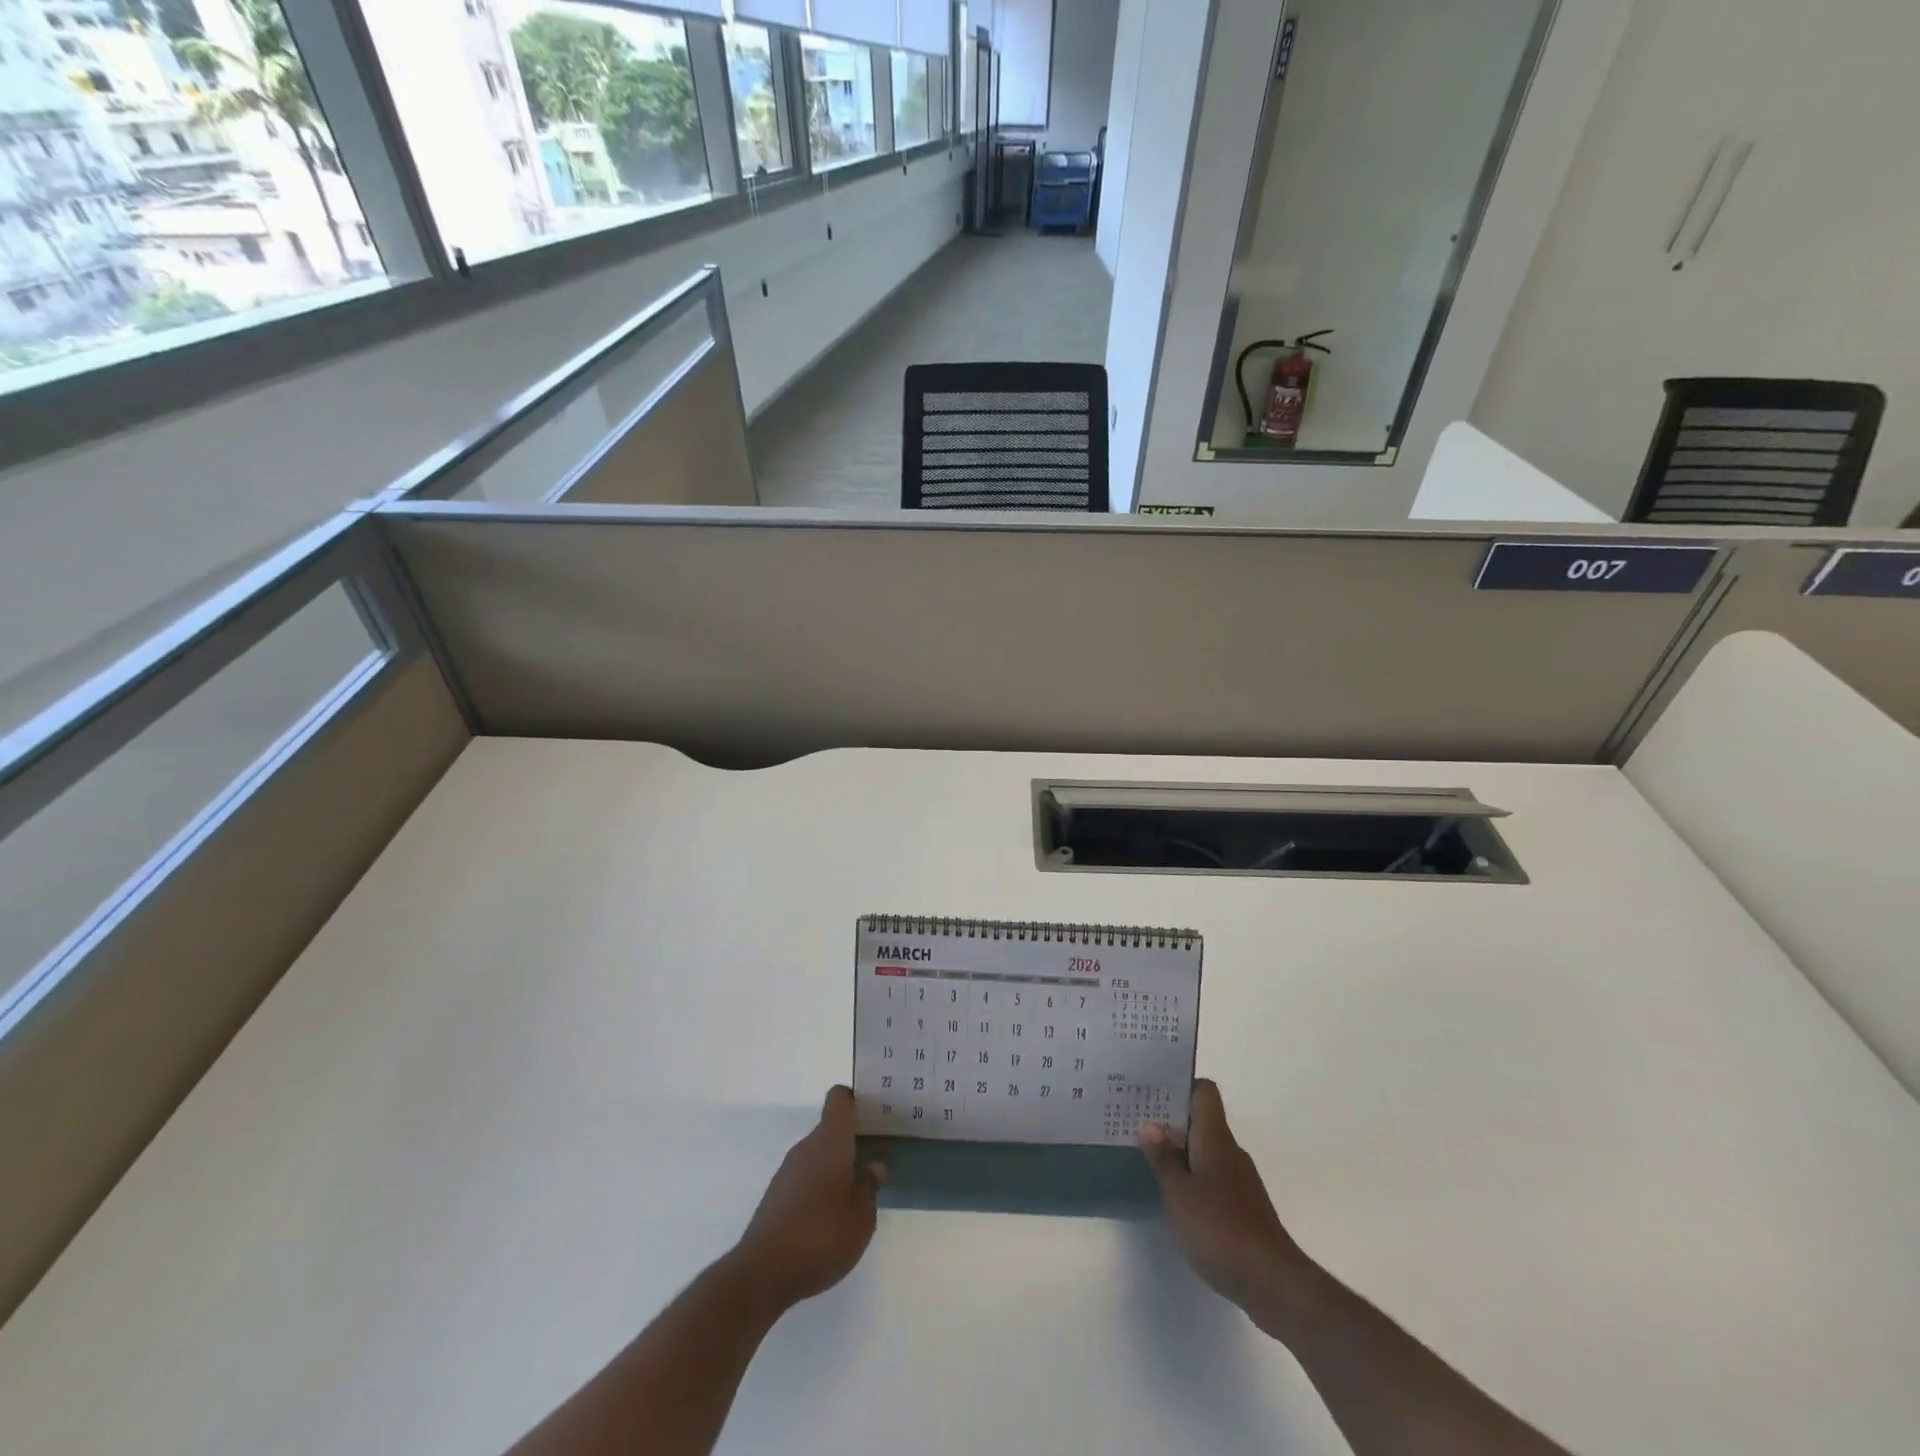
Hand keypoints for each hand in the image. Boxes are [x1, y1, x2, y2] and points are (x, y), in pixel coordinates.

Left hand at [729, 1087, 884, 1312]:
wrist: (762, 1273)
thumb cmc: (821, 1236)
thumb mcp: (861, 1218)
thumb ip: (869, 1187)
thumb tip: (872, 1166)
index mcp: (829, 1141)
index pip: (839, 1099)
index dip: (855, 1099)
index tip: (872, 1113)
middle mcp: (806, 1148)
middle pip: (829, 1129)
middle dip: (851, 1141)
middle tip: (874, 1159)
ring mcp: (787, 1172)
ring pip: (817, 1156)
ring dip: (835, 1168)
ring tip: (855, 1194)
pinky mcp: (775, 1197)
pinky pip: (803, 1179)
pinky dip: (818, 1188)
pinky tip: (828, 1218)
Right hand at [1139, 1079, 1315, 1330]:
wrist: (1272, 1282)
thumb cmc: (1220, 1229)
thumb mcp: (1179, 1193)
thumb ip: (1163, 1158)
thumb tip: (1149, 1124)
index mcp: (1215, 1138)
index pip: (1204, 1092)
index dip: (1180, 1086)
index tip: (1152, 1092)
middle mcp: (1230, 1151)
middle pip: (1202, 1121)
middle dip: (1171, 1121)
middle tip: (1137, 1124)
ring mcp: (1240, 1181)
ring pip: (1206, 1151)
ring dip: (1181, 1152)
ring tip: (1149, 1160)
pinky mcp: (1243, 1208)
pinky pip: (1213, 1178)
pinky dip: (1194, 1179)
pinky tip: (1175, 1198)